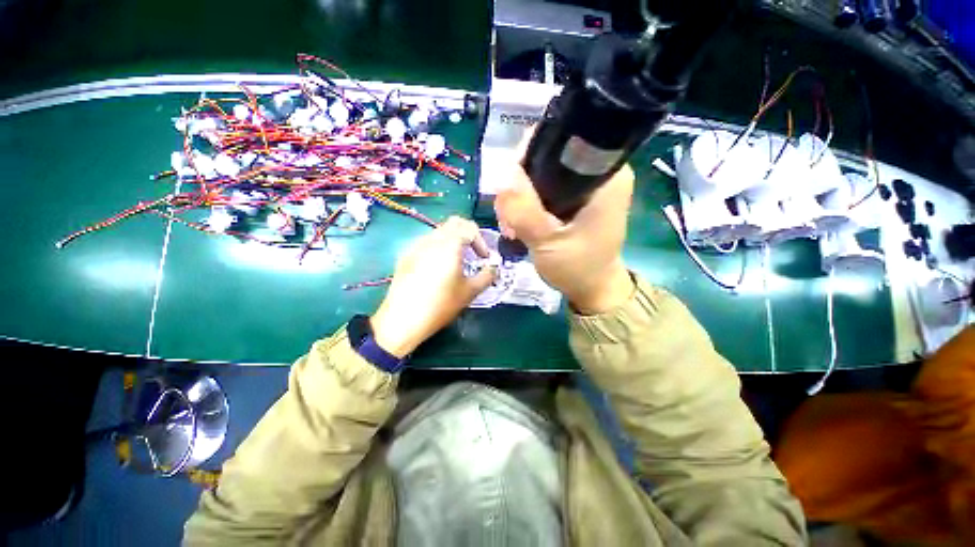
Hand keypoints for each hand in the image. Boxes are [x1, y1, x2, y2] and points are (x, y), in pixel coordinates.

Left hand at [370, 217, 496, 357]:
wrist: (403, 319)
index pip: (470, 228)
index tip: (483, 259)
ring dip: (452, 240)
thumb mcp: (470, 292)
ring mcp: (416, 246)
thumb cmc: (440, 304)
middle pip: (453, 223)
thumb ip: (487, 276)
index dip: (481, 242)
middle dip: (468, 234)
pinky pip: (426, 243)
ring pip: (439, 232)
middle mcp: (432, 239)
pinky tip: (437, 268)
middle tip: (473, 252)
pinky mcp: (406, 255)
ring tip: (457, 261)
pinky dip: (438, 248)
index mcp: (449, 244)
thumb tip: (494, 269)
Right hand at [495, 154, 634, 314]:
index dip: (526, 158)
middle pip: (546, 158)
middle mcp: (600, 172)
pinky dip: (528, 205)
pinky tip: (518, 226)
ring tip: (512, 228)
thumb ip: (524, 210)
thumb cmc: (577, 268)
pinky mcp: (577, 199)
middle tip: (508, 218)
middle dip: (519, 185)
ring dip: (519, 199)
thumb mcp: (547, 241)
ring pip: (541, 175)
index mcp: (606, 174)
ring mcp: (587, 186)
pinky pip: (545, 190)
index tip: (509, 189)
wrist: (593, 289)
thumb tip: (503, 176)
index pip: (560, 140)